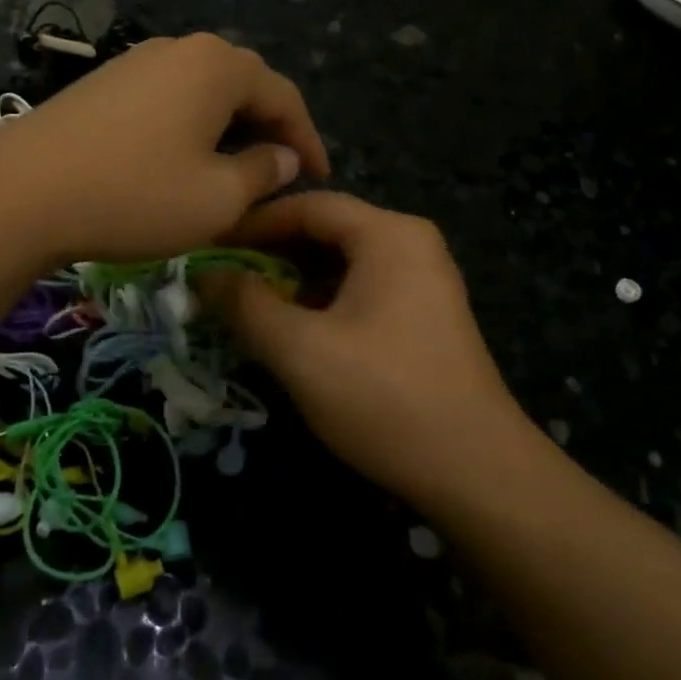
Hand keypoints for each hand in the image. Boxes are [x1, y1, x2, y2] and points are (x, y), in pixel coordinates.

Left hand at [0, 34, 328, 263]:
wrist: (22, 192)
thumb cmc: (135, 194)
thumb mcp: (217, 197)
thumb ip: (263, 172)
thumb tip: (283, 156)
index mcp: (217, 65)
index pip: (283, 95)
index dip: (308, 138)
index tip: (320, 176)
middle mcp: (179, 49)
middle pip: (241, 86)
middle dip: (267, 128)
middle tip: (281, 170)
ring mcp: (135, 61)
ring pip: (201, 92)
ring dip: (226, 127)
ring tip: (235, 167)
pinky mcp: (103, 84)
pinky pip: (165, 99)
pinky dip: (188, 127)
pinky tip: (181, 159)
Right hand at [205, 192, 542, 509]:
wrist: (477, 473)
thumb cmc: (384, 398)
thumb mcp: (301, 350)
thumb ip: (246, 305)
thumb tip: (204, 276)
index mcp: (389, 234)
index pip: (308, 206)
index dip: (253, 224)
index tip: (209, 247)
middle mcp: (411, 244)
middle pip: (327, 231)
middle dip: (272, 254)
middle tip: (222, 279)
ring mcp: (424, 280)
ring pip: (343, 263)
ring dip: (294, 281)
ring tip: (249, 306)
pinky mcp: (425, 316)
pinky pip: (362, 289)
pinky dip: (323, 301)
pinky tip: (294, 330)